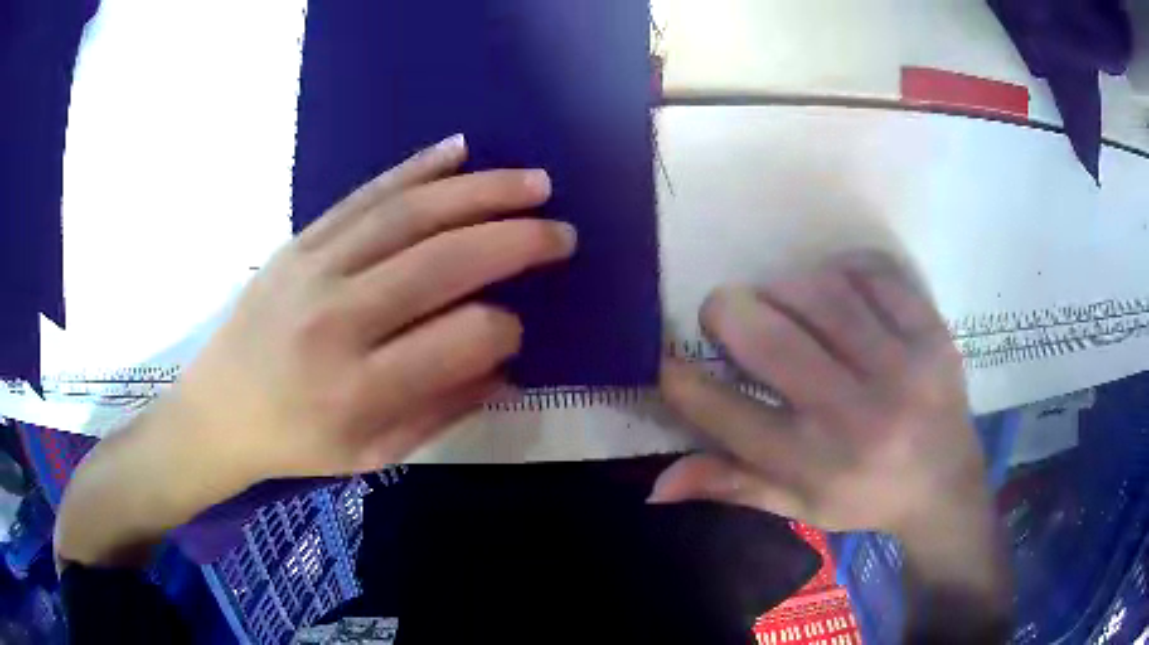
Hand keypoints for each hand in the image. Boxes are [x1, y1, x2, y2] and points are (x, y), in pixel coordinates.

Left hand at [171, 134, 575, 483]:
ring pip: (408, 214)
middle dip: (515, 241)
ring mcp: (313, 268)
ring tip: (533, 182)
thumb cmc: (295, 443)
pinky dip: (417, 168)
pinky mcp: (300, 241)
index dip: (504, 330)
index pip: (457, 341)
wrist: (217, 410)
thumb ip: (442, 410)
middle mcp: (335, 320)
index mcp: (356, 391)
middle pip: (440, 262)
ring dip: (480, 191)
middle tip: (562, 231)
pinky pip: (365, 194)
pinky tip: (459, 151)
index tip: (518, 328)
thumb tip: (506, 366)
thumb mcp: (373, 454)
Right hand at [652, 251, 988, 538]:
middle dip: (726, 312)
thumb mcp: (796, 504)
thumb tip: (657, 484)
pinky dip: (842, 272)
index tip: (670, 360)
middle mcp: (856, 417)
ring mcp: (903, 369)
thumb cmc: (864, 498)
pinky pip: (875, 275)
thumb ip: (730, 485)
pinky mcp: (934, 334)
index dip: (682, 379)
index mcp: (814, 464)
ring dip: (783, 288)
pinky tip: (836, 291)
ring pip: (822, 293)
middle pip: (770, 339)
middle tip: (724, 316)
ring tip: (779, 302)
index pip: (726, 413)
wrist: (945, 486)